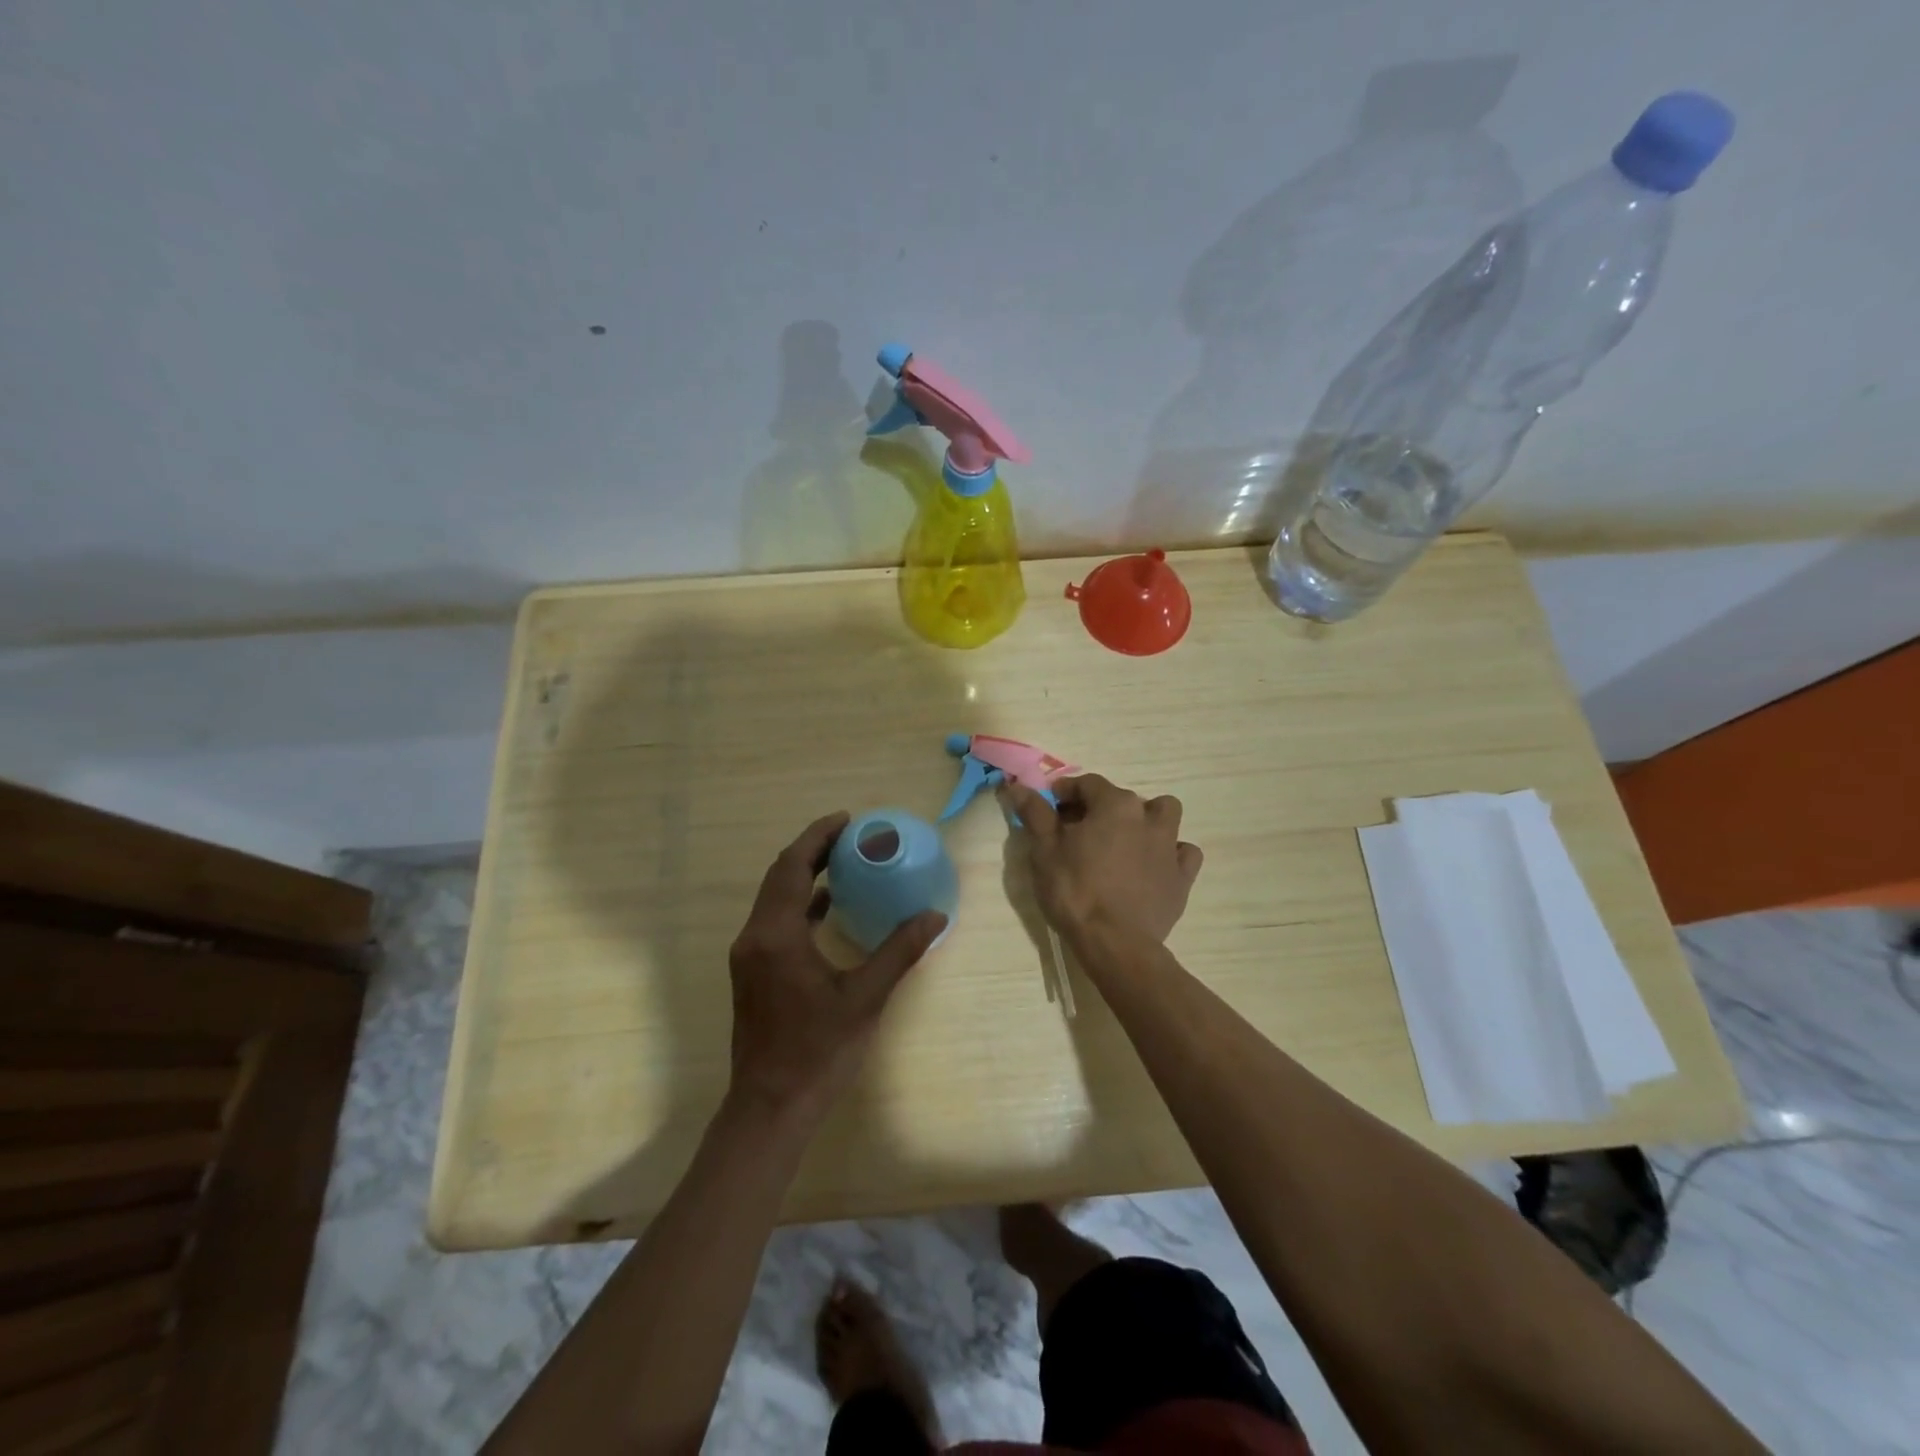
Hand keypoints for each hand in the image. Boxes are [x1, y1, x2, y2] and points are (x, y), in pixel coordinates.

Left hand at [727, 812, 946, 1119]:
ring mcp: (748, 956)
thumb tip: (935, 914)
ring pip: (774, 898)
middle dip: (812, 850)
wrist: (770, 1107)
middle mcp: (754, 937)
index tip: (848, 820)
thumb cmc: (818, 1051)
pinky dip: (800, 904)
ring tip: (844, 862)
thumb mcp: (865, 998)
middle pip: (779, 877)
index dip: (818, 837)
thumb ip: (899, 951)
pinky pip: (775, 921)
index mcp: (776, 936)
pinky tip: (829, 908)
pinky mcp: (752, 973)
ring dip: (804, 875)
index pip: (792, 867)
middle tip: (851, 836)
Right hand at [1002, 775, 1202, 944]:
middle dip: (1100, 807)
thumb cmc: (1074, 891)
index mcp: (1114, 805)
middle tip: (1079, 831)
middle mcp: (1147, 816)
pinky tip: (1153, 866)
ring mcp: (1170, 846)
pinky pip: (1183, 852)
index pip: (1087, 784)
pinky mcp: (1182, 876)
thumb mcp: (1044, 850)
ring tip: (1124, 841)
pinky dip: (1170, 853)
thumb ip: (1035, 813)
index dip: (1066, 792)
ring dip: (1146, 820)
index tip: (1051, 808)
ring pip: (1164, 815)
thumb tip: (1018, 786)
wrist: (1115, 943)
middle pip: (1122, 798)